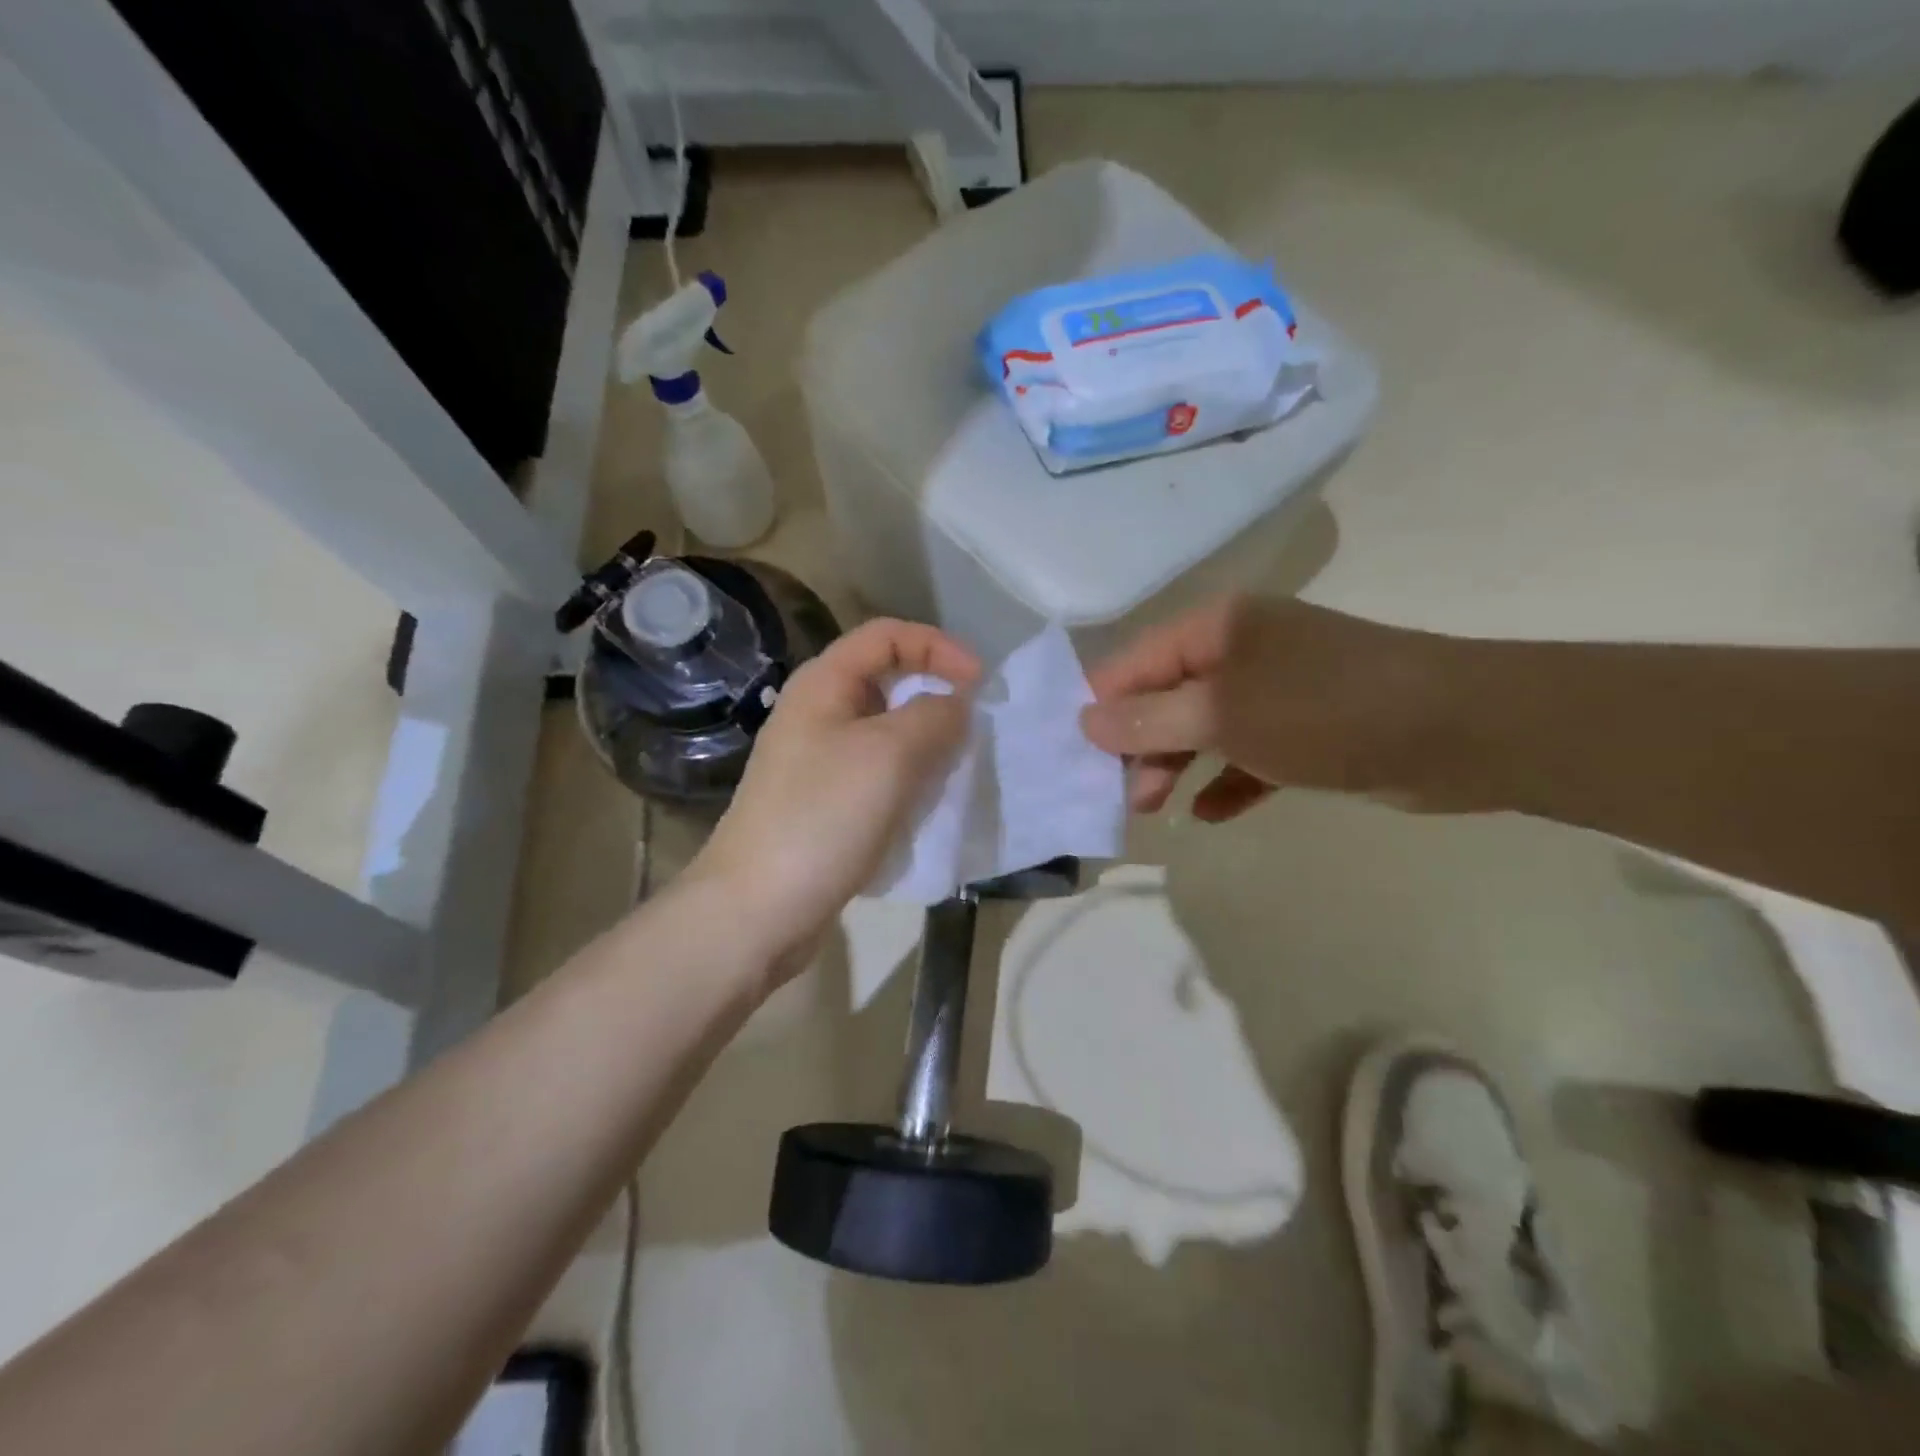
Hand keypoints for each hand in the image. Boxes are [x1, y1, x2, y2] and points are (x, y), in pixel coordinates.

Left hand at [687, 618, 980, 977]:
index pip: (887, 635)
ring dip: (926, 742)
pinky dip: (908, 778)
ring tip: (954, 770)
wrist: (757, 909)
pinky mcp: (824, 803)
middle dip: (935, 695)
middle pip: (887, 681)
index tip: (980, 682)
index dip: (938, 646)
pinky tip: (924, 804)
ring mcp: (817, 761)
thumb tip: (957, 705)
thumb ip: (935, 716)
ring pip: (886, 732)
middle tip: (973, 730)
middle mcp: (817, 713)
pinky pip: (877, 773)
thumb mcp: (890, 755)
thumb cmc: (822, 818)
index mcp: (823, 684)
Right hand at [1080, 597, 1476, 820]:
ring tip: (1152, 808)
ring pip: (1203, 728)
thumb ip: (1149, 720)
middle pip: (1166, 697)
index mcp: (1217, 629)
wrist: (1459, 732)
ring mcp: (1276, 691)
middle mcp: (1241, 651)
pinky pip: (1248, 756)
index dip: (1101, 707)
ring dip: (1174, 766)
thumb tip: (1085, 721)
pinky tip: (1208, 814)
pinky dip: (1226, 782)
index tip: (1075, 757)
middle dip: (1138, 745)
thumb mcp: (1223, 714)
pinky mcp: (1306, 731)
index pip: (1135, 662)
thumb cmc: (1324, 710)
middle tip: (1121, 796)